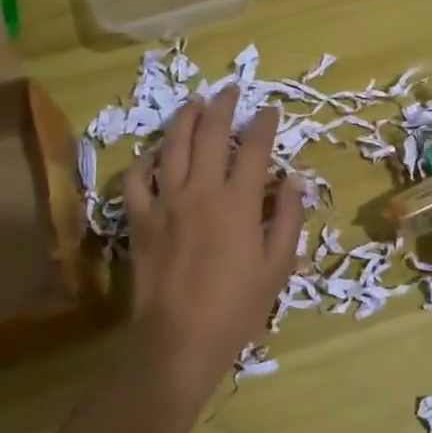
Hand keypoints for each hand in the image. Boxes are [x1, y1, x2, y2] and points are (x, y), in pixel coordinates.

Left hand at [121, 86, 304, 400]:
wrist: (178, 341)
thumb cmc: (236, 308)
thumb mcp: (277, 267)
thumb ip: (288, 219)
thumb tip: (295, 181)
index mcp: (238, 202)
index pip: (254, 148)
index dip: (264, 124)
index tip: (270, 111)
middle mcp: (200, 190)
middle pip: (210, 134)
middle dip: (223, 107)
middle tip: (230, 91)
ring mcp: (165, 202)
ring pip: (172, 146)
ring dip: (184, 119)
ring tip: (194, 103)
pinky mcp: (139, 220)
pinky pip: (136, 180)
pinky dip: (145, 162)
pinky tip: (154, 155)